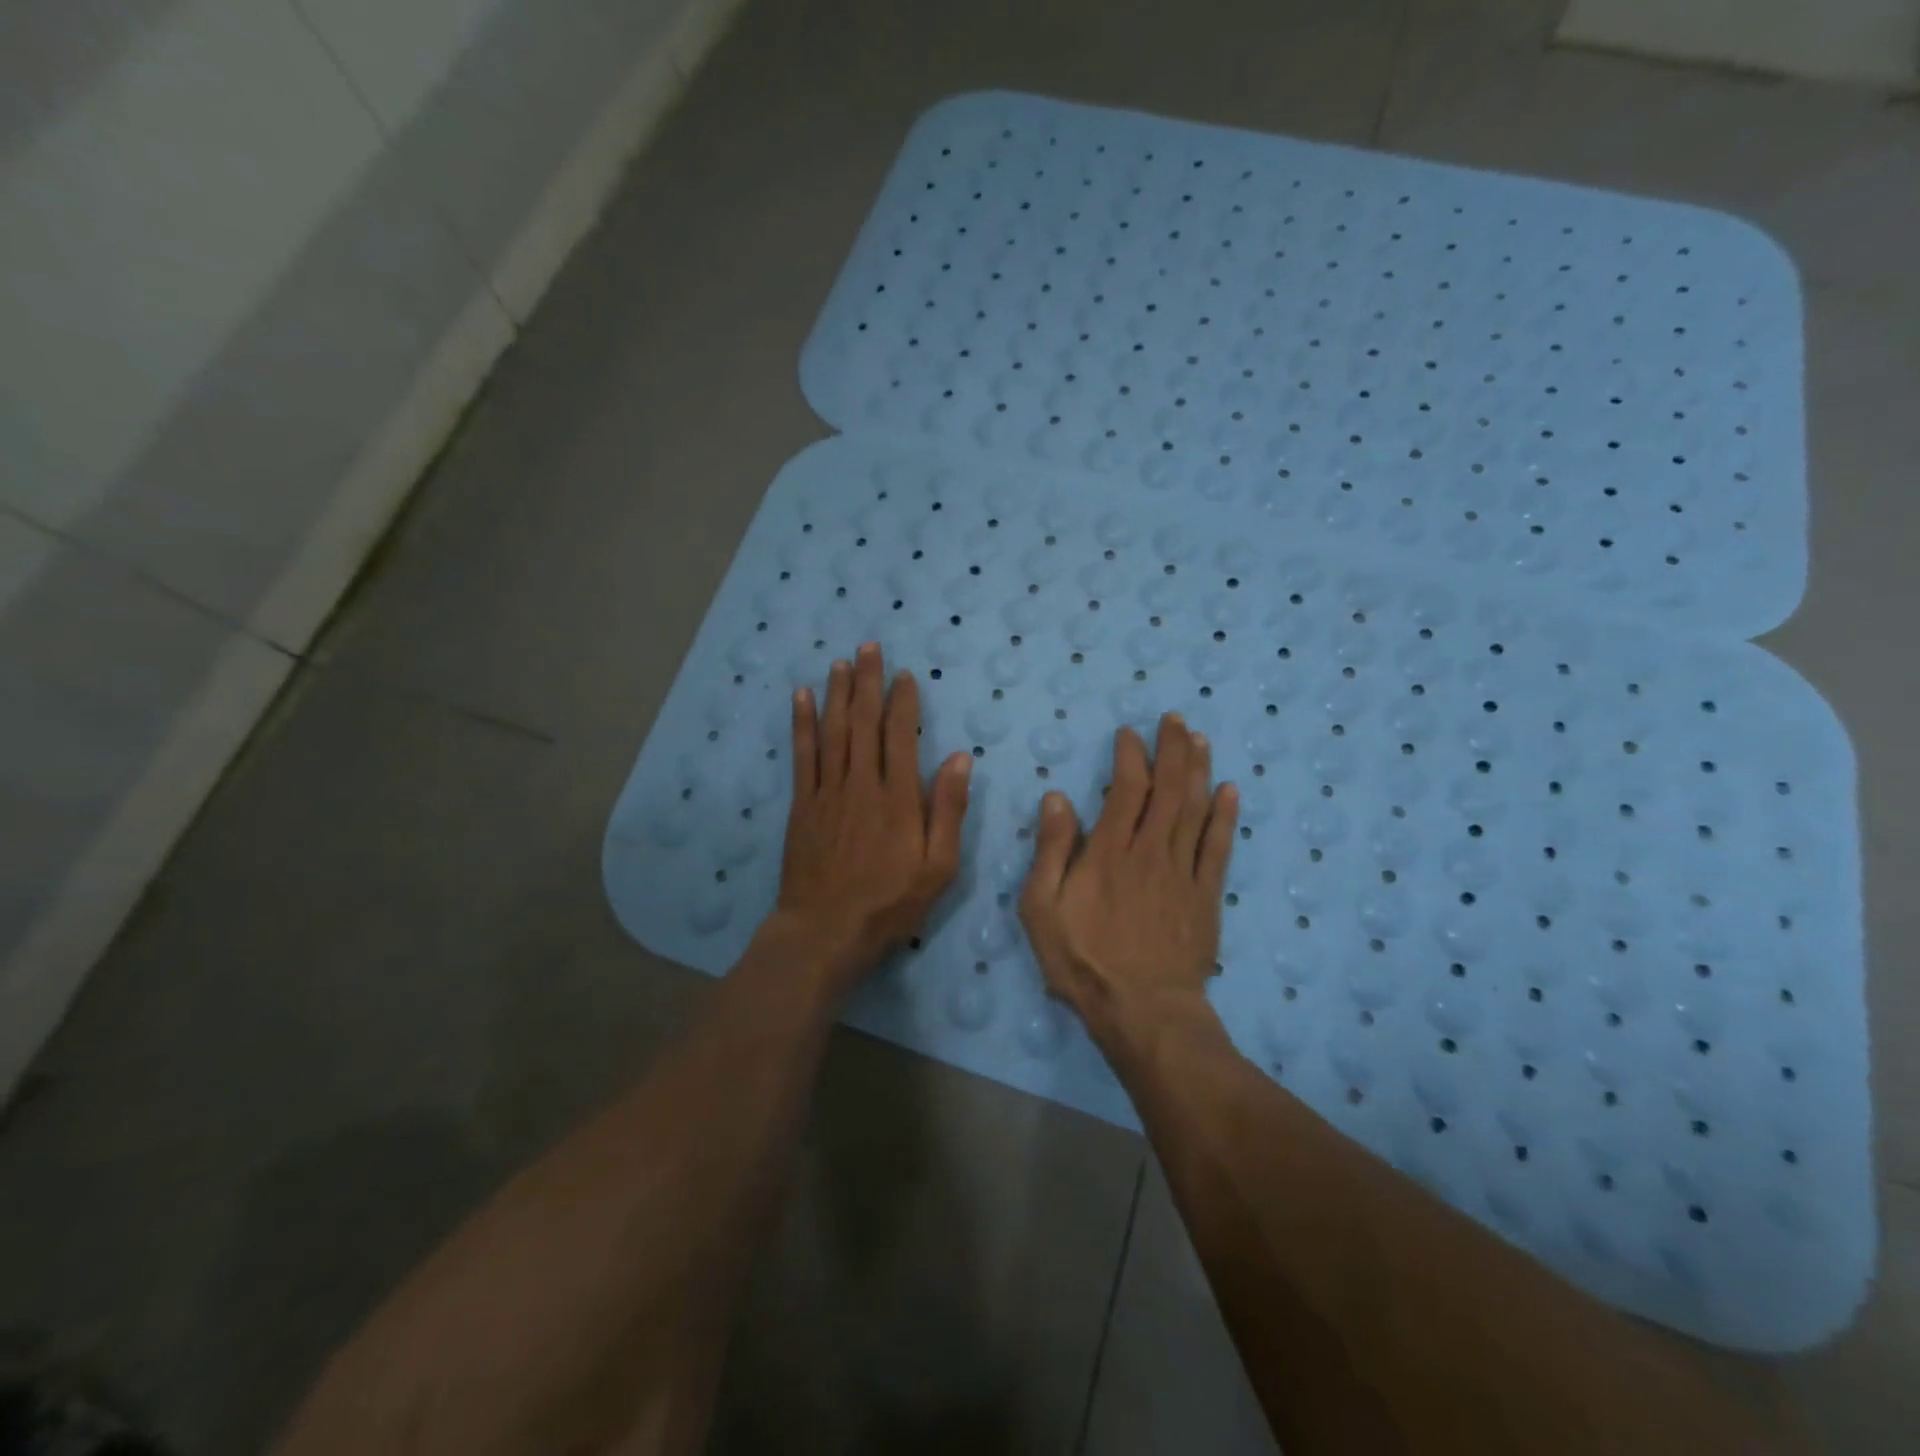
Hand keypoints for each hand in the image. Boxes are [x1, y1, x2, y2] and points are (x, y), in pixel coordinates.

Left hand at [772, 642, 972, 994]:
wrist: (824, 931)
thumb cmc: (889, 904)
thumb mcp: (937, 868)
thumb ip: (948, 811)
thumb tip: (958, 758)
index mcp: (898, 799)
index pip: (901, 736)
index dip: (903, 702)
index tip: (905, 675)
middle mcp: (861, 784)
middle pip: (864, 722)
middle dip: (868, 682)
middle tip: (869, 647)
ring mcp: (827, 792)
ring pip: (833, 731)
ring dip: (838, 693)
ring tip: (841, 661)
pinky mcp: (802, 805)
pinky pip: (802, 755)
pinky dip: (802, 723)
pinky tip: (802, 698)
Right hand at [1019, 713, 1237, 1056]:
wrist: (1144, 1011)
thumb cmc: (1083, 960)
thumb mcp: (1042, 908)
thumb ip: (1051, 851)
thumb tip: (1057, 798)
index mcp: (1109, 852)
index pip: (1126, 790)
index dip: (1130, 756)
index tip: (1130, 733)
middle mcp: (1150, 851)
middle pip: (1168, 789)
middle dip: (1172, 749)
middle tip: (1176, 719)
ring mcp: (1183, 872)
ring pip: (1195, 809)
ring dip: (1199, 770)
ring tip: (1200, 739)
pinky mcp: (1206, 896)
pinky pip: (1219, 848)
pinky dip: (1225, 817)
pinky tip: (1230, 790)